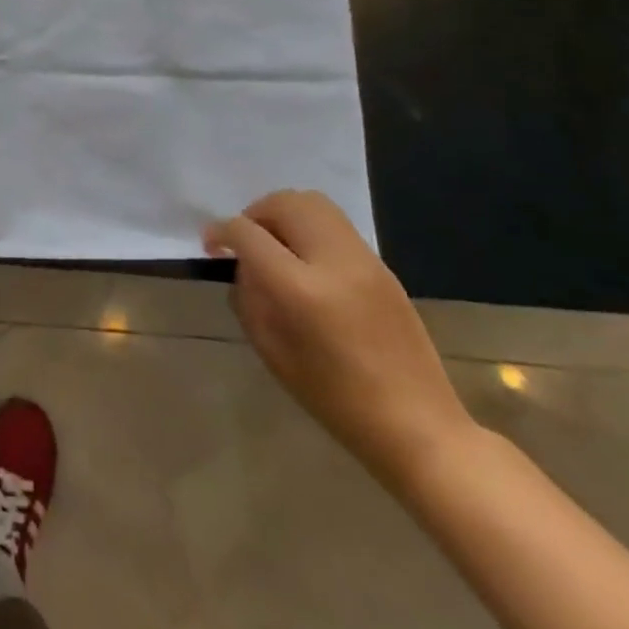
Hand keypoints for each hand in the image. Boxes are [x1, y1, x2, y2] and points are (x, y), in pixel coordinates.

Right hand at [207, 190, 475, 485]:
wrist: (417, 425)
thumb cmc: (333, 398)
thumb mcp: (271, 351)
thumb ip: (249, 298)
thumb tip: (243, 265)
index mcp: (300, 290)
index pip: (249, 234)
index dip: (221, 232)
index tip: (211, 245)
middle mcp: (334, 263)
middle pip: (285, 203)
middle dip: (255, 213)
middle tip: (246, 241)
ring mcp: (364, 261)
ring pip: (314, 204)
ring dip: (284, 214)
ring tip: (275, 245)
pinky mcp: (383, 266)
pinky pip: (335, 226)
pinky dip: (309, 229)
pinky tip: (306, 262)